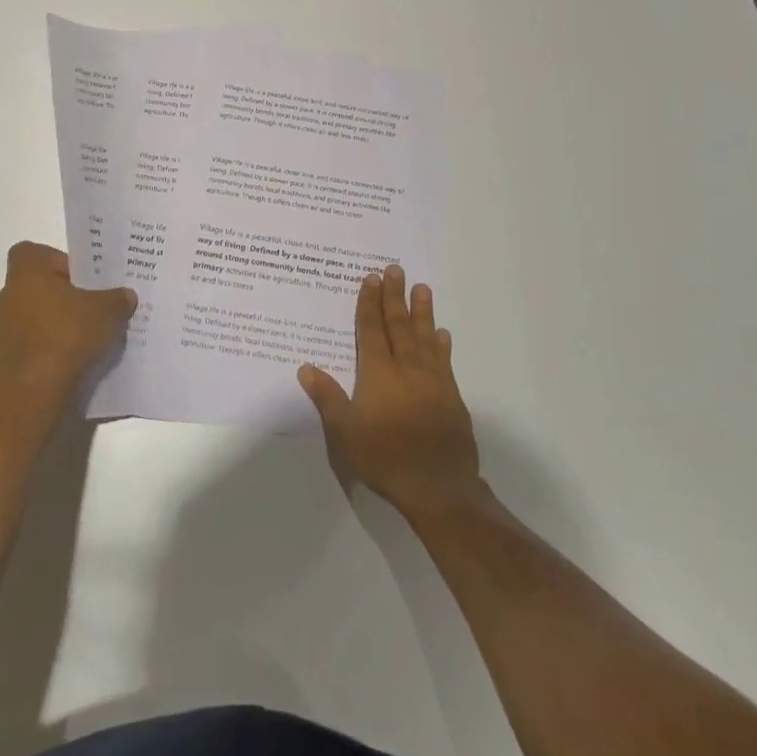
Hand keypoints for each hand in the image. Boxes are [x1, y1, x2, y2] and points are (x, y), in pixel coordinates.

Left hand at [0, 242, 136, 396]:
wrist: (38, 389)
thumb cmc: (69, 334)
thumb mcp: (108, 311)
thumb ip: (117, 299)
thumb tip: (126, 296)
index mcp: (27, 275)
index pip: (30, 252)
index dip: (53, 260)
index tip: (76, 278)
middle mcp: (5, 297)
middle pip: (28, 287)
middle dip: (52, 296)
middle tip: (80, 309)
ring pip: (21, 319)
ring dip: (40, 325)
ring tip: (70, 340)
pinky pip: (16, 350)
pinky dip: (31, 354)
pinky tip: (52, 364)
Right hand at [299, 265, 482, 518]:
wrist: (437, 485)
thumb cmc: (384, 457)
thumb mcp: (344, 431)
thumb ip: (327, 397)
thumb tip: (305, 367)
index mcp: (377, 372)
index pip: (371, 329)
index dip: (370, 302)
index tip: (371, 278)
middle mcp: (405, 367)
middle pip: (399, 324)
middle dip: (395, 296)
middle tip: (396, 269)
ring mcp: (432, 380)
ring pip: (425, 336)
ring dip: (423, 311)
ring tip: (422, 288)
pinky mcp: (451, 396)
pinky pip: (444, 361)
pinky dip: (442, 345)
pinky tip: (442, 334)